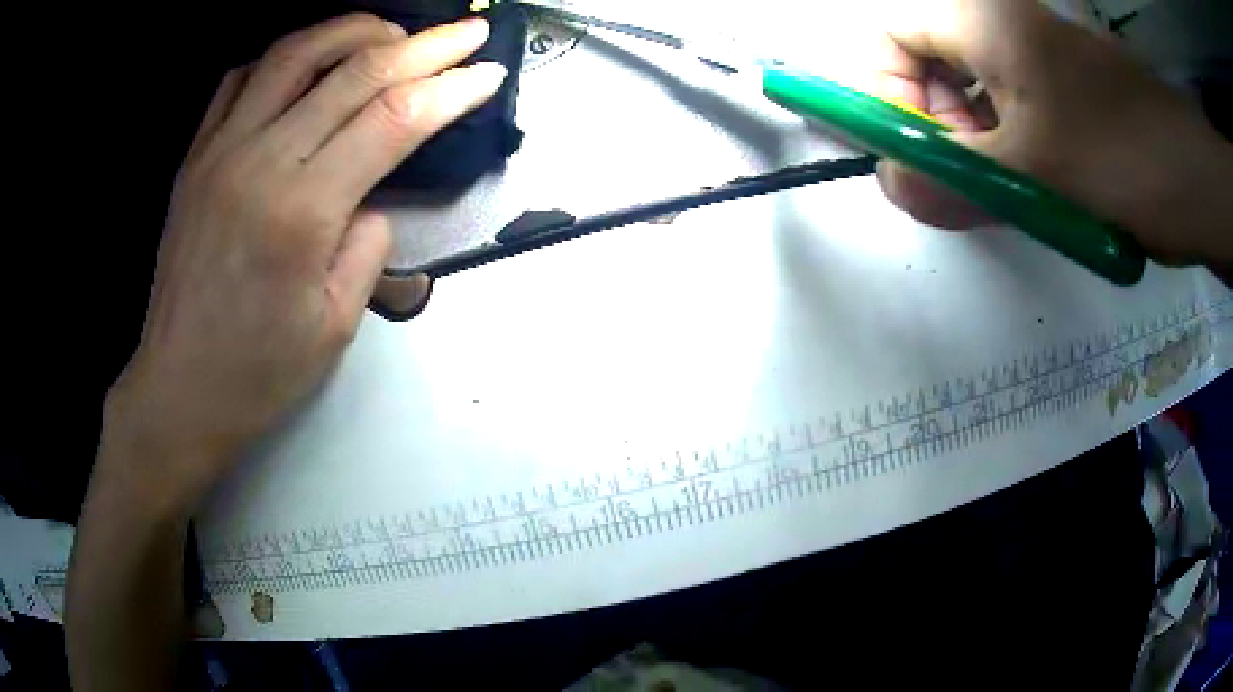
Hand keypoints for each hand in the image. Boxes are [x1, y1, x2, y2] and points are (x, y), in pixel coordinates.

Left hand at [100, 13, 506, 511]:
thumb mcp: (335, 325)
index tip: (488, 72)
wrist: (178, 389)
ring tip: (392, 33)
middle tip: (466, 31)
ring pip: (295, 54)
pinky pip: (242, 79)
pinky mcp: (196, 157)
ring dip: (355, 30)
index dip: (450, 88)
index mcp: (300, 212)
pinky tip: (311, 62)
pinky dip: (287, 56)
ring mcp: (219, 152)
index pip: (393, 120)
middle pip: (354, 73)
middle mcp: (258, 162)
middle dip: (424, 45)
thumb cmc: (256, 373)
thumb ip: (368, 245)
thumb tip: (373, 196)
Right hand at [868, 0, 1232, 266]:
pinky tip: (1028, 187)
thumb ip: (949, 178)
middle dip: (934, 124)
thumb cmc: (1118, 158)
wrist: (1193, 180)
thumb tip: (891, 185)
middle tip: (965, 180)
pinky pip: (1007, 110)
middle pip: (929, 63)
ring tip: (1003, 192)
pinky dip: (1004, 150)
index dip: (885, 90)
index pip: (891, 35)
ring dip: (972, 145)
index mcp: (982, 20)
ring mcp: (1034, 58)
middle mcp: (1001, 26)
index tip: (913, 150)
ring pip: (970, 92)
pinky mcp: (1060, 89)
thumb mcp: (1033, 173)